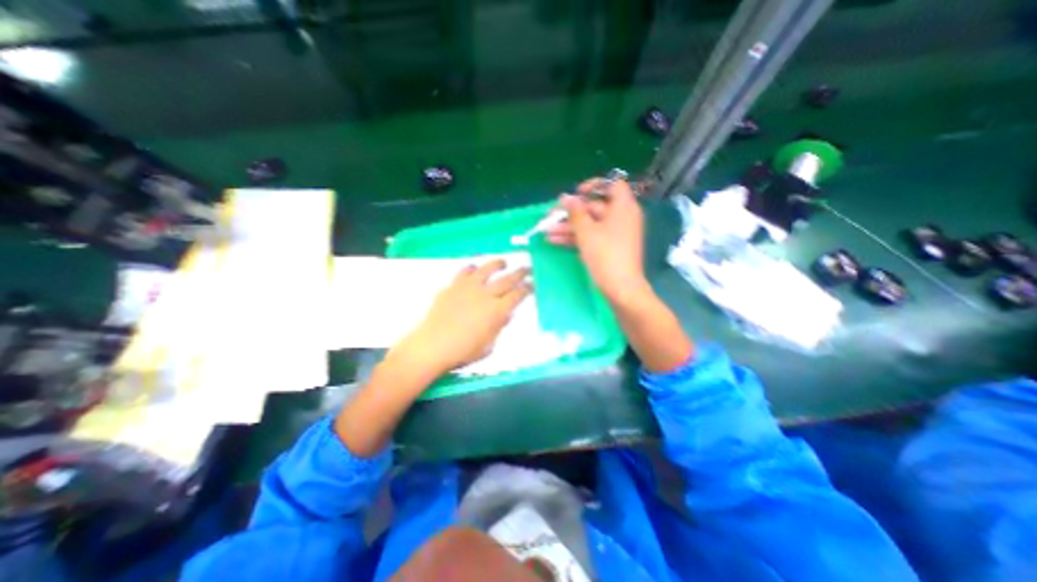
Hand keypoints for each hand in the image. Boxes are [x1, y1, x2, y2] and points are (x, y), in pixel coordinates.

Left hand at [392, 260, 529, 377]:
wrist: (432, 346)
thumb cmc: (463, 351)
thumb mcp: (488, 345)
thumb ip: (499, 327)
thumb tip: (507, 315)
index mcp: (497, 311)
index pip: (517, 295)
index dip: (527, 288)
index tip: (532, 284)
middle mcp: (485, 295)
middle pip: (507, 279)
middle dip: (520, 273)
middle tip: (527, 268)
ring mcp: (468, 288)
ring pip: (486, 269)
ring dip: (497, 264)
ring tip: (503, 262)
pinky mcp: (453, 286)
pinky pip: (464, 272)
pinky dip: (471, 269)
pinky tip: (474, 269)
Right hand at [546, 178, 644, 300]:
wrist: (621, 289)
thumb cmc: (605, 255)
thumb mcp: (586, 232)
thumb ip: (575, 212)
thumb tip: (567, 197)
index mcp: (623, 207)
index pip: (612, 185)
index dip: (594, 185)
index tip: (576, 193)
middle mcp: (622, 217)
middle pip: (595, 207)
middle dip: (571, 213)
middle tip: (551, 217)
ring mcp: (616, 234)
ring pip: (590, 224)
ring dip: (568, 227)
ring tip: (547, 233)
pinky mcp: (610, 248)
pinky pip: (592, 237)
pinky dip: (576, 238)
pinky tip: (555, 241)